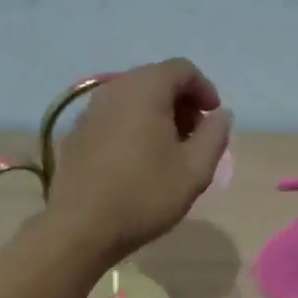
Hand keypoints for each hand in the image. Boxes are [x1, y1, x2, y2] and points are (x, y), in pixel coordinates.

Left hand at [45, 59, 232, 263]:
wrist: (80, 227)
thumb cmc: (144, 195)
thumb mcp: (195, 170)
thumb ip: (215, 135)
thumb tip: (220, 114)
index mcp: (145, 89)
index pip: (182, 69)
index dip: (204, 89)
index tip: (214, 117)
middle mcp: (114, 89)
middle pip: (155, 80)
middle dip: (181, 102)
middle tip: (195, 135)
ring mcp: (90, 111)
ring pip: (133, 99)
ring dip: (157, 115)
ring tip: (169, 150)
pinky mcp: (77, 133)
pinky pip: (113, 117)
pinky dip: (133, 126)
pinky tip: (138, 160)